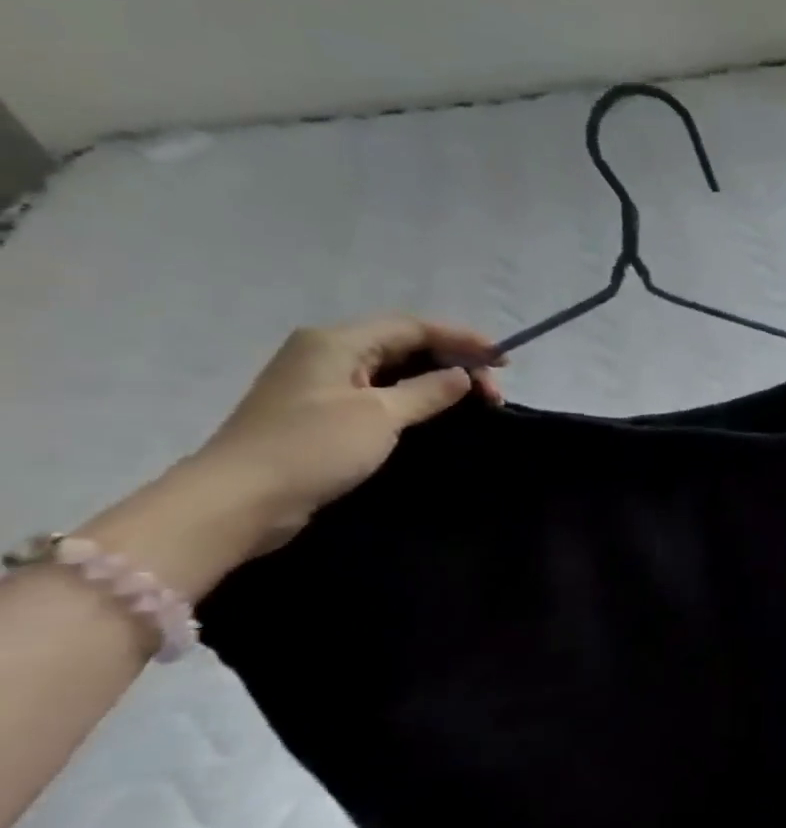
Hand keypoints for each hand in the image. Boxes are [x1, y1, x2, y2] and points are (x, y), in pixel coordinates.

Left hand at [188, 316, 503, 551]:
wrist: (239, 501)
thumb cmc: (312, 448)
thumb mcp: (380, 415)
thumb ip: (428, 391)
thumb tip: (463, 375)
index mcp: (336, 341)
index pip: (413, 327)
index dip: (463, 339)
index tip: (505, 359)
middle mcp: (327, 353)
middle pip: (405, 344)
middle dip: (454, 361)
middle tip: (493, 392)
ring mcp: (322, 384)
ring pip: (395, 369)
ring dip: (438, 381)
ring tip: (475, 402)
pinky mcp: (322, 413)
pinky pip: (381, 392)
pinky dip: (415, 397)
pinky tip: (438, 413)